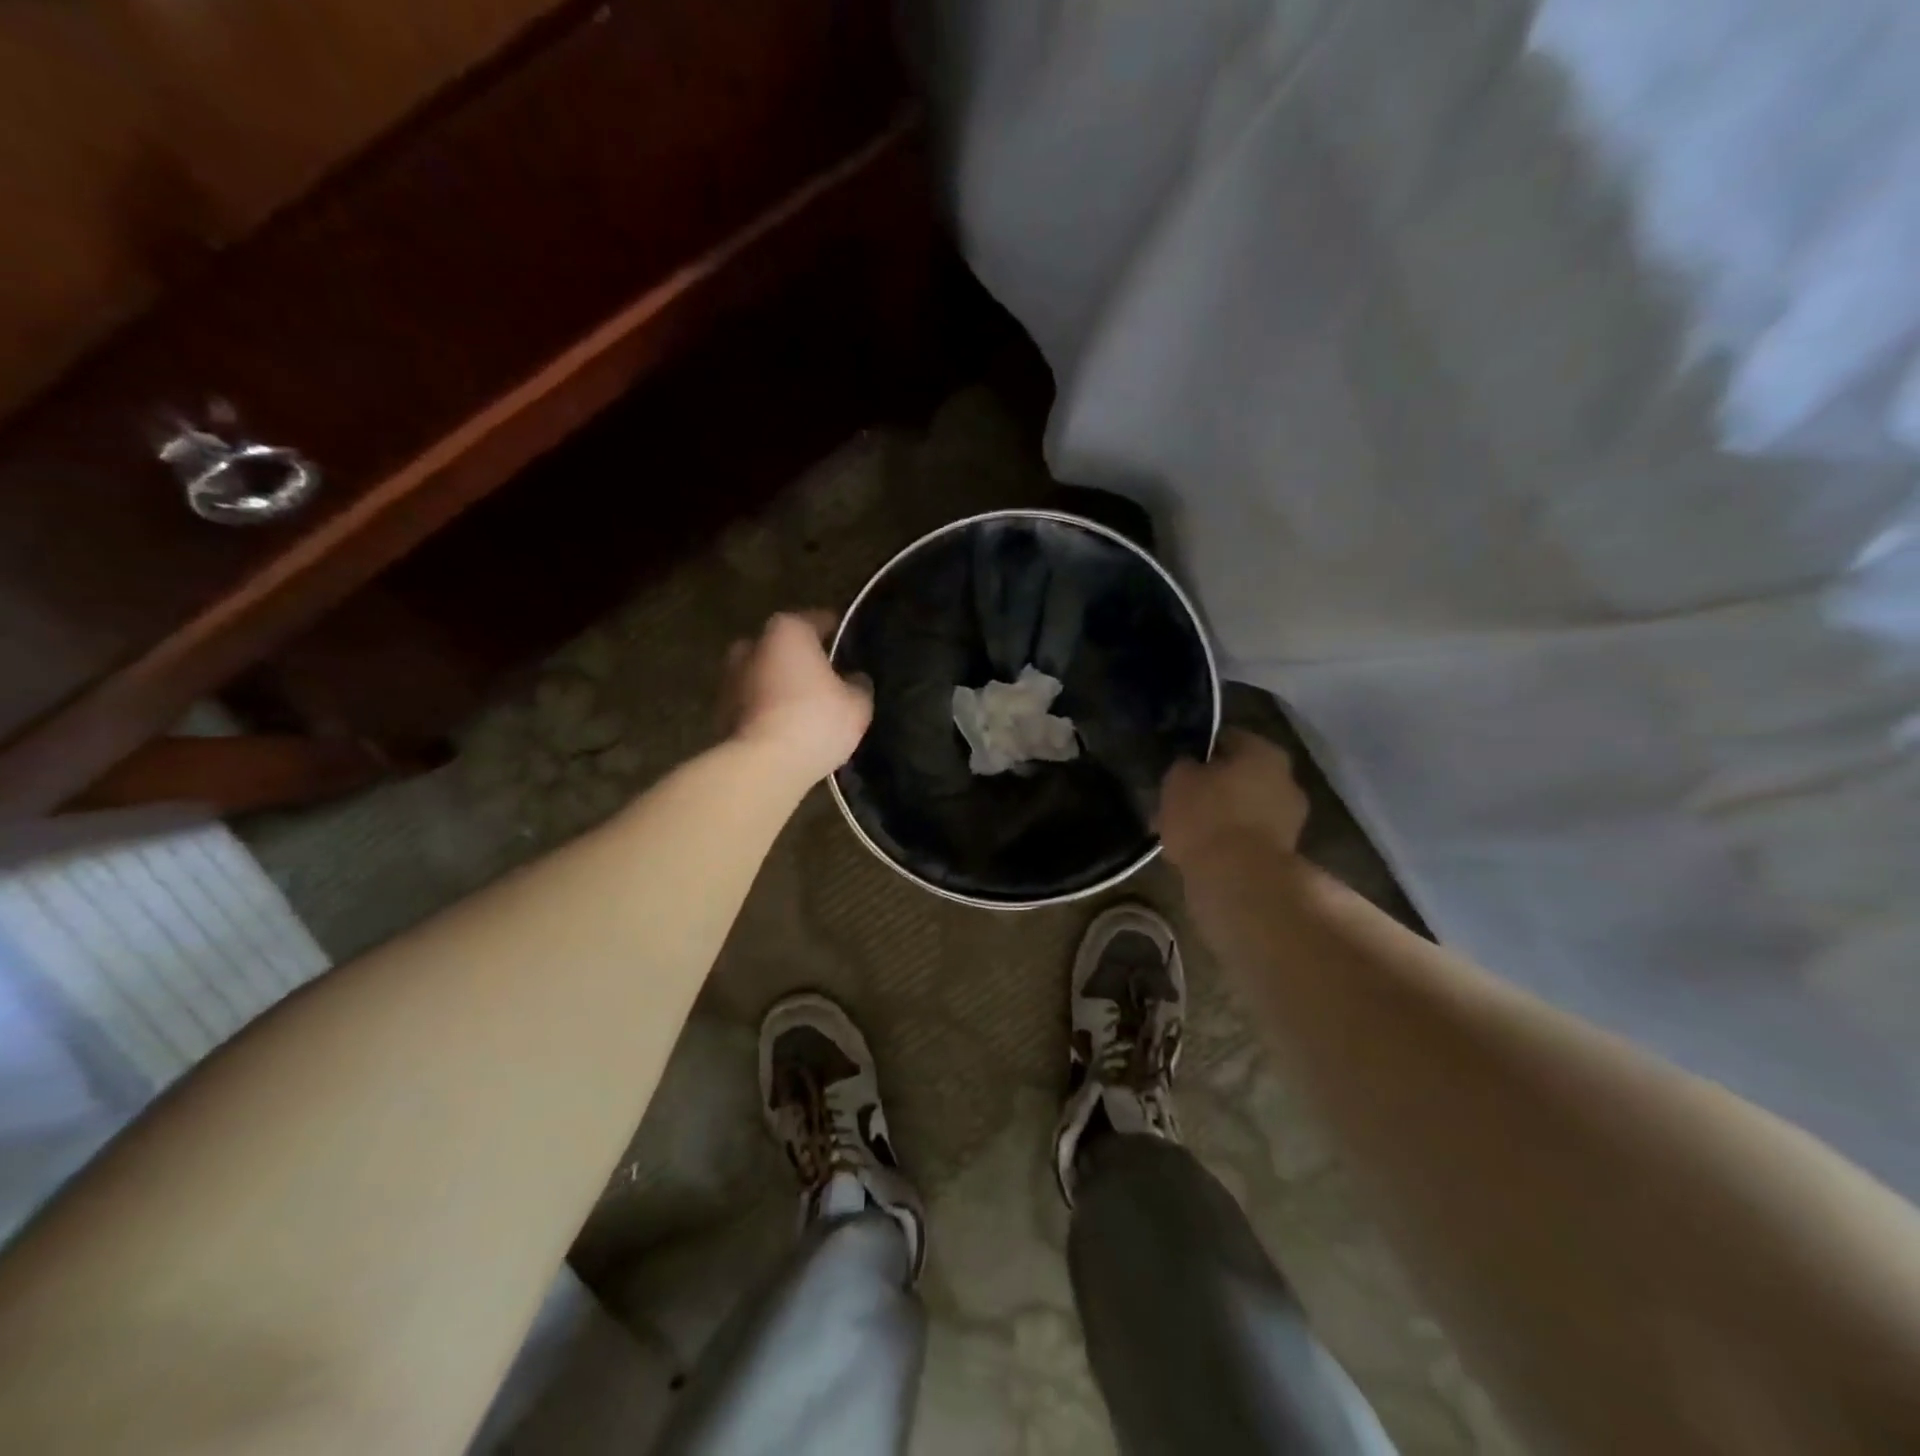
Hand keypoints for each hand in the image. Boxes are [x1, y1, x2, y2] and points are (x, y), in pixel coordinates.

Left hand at [721, 612, 872, 782]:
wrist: (762, 766)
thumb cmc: (814, 721)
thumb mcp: (857, 704)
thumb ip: (859, 684)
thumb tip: (854, 678)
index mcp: (788, 630)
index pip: (820, 620)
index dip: (839, 633)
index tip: (853, 649)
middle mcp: (752, 644)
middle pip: (785, 646)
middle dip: (803, 659)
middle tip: (827, 681)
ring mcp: (730, 677)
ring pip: (765, 673)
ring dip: (781, 684)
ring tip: (806, 708)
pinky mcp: (719, 710)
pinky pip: (753, 701)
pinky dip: (767, 708)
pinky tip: (786, 727)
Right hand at [1158, 729, 1308, 867]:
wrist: (1238, 880)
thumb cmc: (1207, 816)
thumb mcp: (1178, 780)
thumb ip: (1185, 766)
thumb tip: (1191, 766)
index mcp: (1264, 752)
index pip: (1227, 738)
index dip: (1200, 749)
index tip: (1179, 764)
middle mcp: (1286, 779)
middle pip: (1240, 775)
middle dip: (1212, 786)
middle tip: (1180, 800)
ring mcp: (1290, 819)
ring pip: (1244, 808)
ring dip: (1220, 816)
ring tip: (1184, 831)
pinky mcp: (1284, 853)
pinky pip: (1248, 837)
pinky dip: (1228, 842)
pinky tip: (1200, 852)